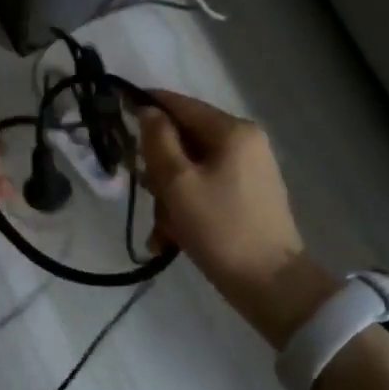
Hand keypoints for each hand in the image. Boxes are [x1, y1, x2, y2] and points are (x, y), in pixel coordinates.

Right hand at [137, 91, 339, 347]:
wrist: (272, 285)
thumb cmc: (220, 228)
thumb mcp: (177, 182)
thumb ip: (158, 140)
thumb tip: (147, 110)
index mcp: (232, 130)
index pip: (179, 104)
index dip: (145, 105)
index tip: (116, 112)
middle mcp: (245, 142)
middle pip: (183, 139)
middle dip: (159, 168)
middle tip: (147, 196)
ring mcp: (249, 169)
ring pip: (191, 168)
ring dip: (169, 196)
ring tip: (163, 230)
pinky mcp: (248, 195)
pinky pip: (206, 188)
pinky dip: (187, 207)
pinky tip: (174, 237)